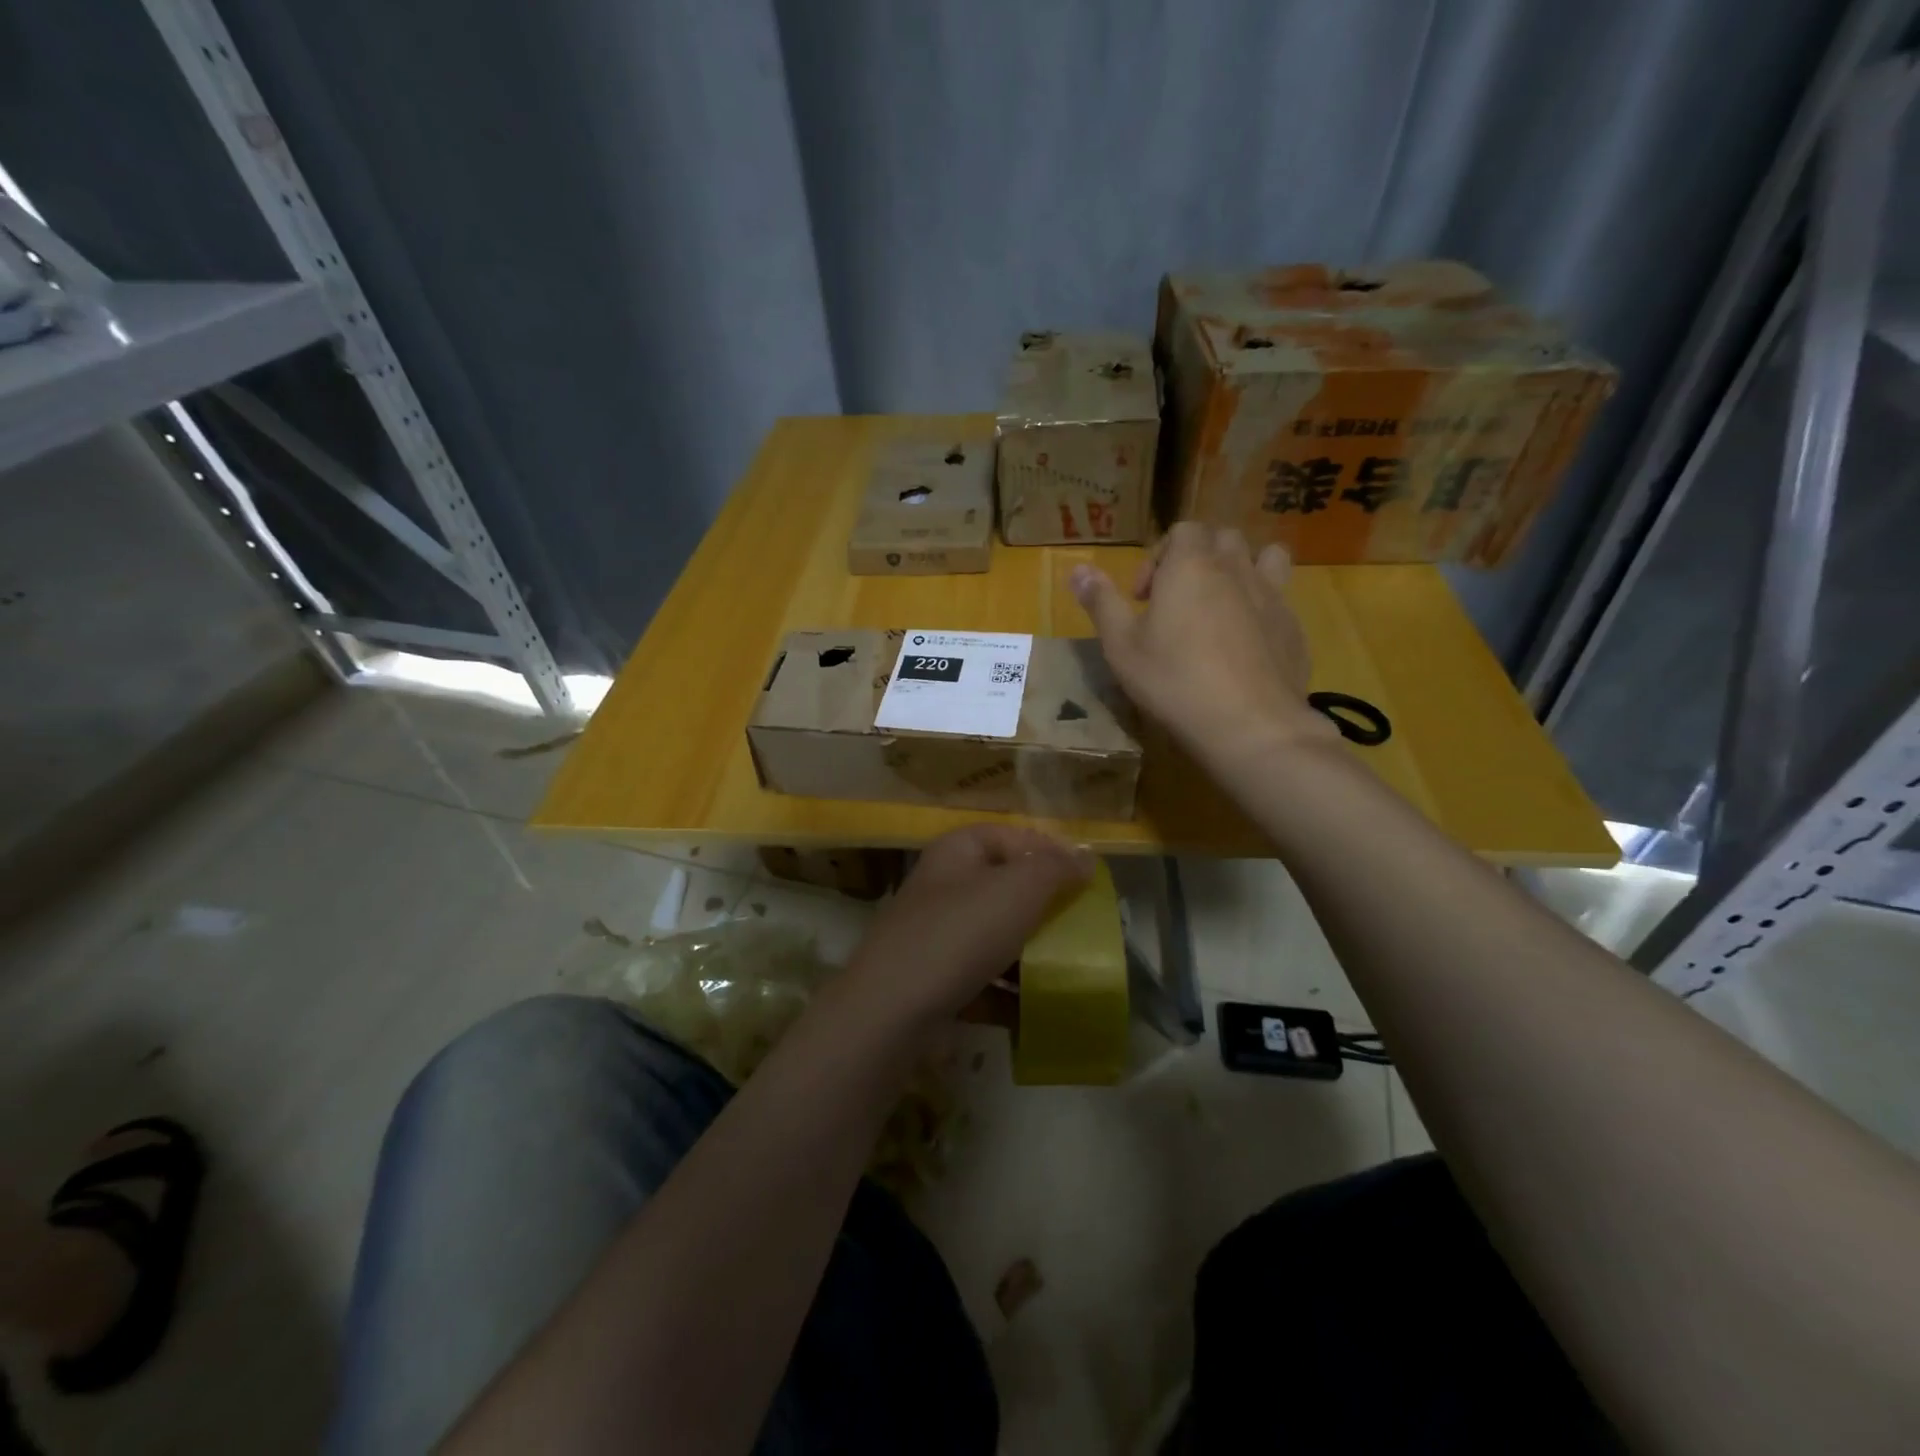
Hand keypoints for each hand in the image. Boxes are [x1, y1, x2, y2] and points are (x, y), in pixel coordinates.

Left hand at [838, 826, 1091, 1034]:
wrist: (893, 1009)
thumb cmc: (961, 932)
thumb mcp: (1019, 888)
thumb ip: (1057, 868)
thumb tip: (1086, 856)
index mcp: (957, 851)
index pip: (1010, 835)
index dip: (1049, 849)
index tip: (1086, 877)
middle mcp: (942, 886)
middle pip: (1003, 886)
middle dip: (1043, 905)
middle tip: (1082, 922)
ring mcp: (935, 935)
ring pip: (994, 934)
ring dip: (1029, 950)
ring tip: (1066, 966)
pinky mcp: (934, 980)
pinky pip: (982, 977)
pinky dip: (1008, 989)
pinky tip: (1037, 1006)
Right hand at [1070, 523, 1338, 765]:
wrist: (1248, 723)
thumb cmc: (1173, 680)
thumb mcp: (1121, 646)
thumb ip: (1101, 603)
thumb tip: (1077, 569)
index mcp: (1191, 565)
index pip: (1182, 529)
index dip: (1159, 556)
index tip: (1143, 597)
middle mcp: (1235, 568)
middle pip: (1222, 538)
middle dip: (1199, 559)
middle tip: (1177, 602)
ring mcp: (1272, 595)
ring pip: (1266, 557)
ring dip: (1243, 569)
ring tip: (1224, 605)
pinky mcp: (1294, 626)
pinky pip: (1280, 599)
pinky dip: (1262, 607)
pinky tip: (1247, 645)